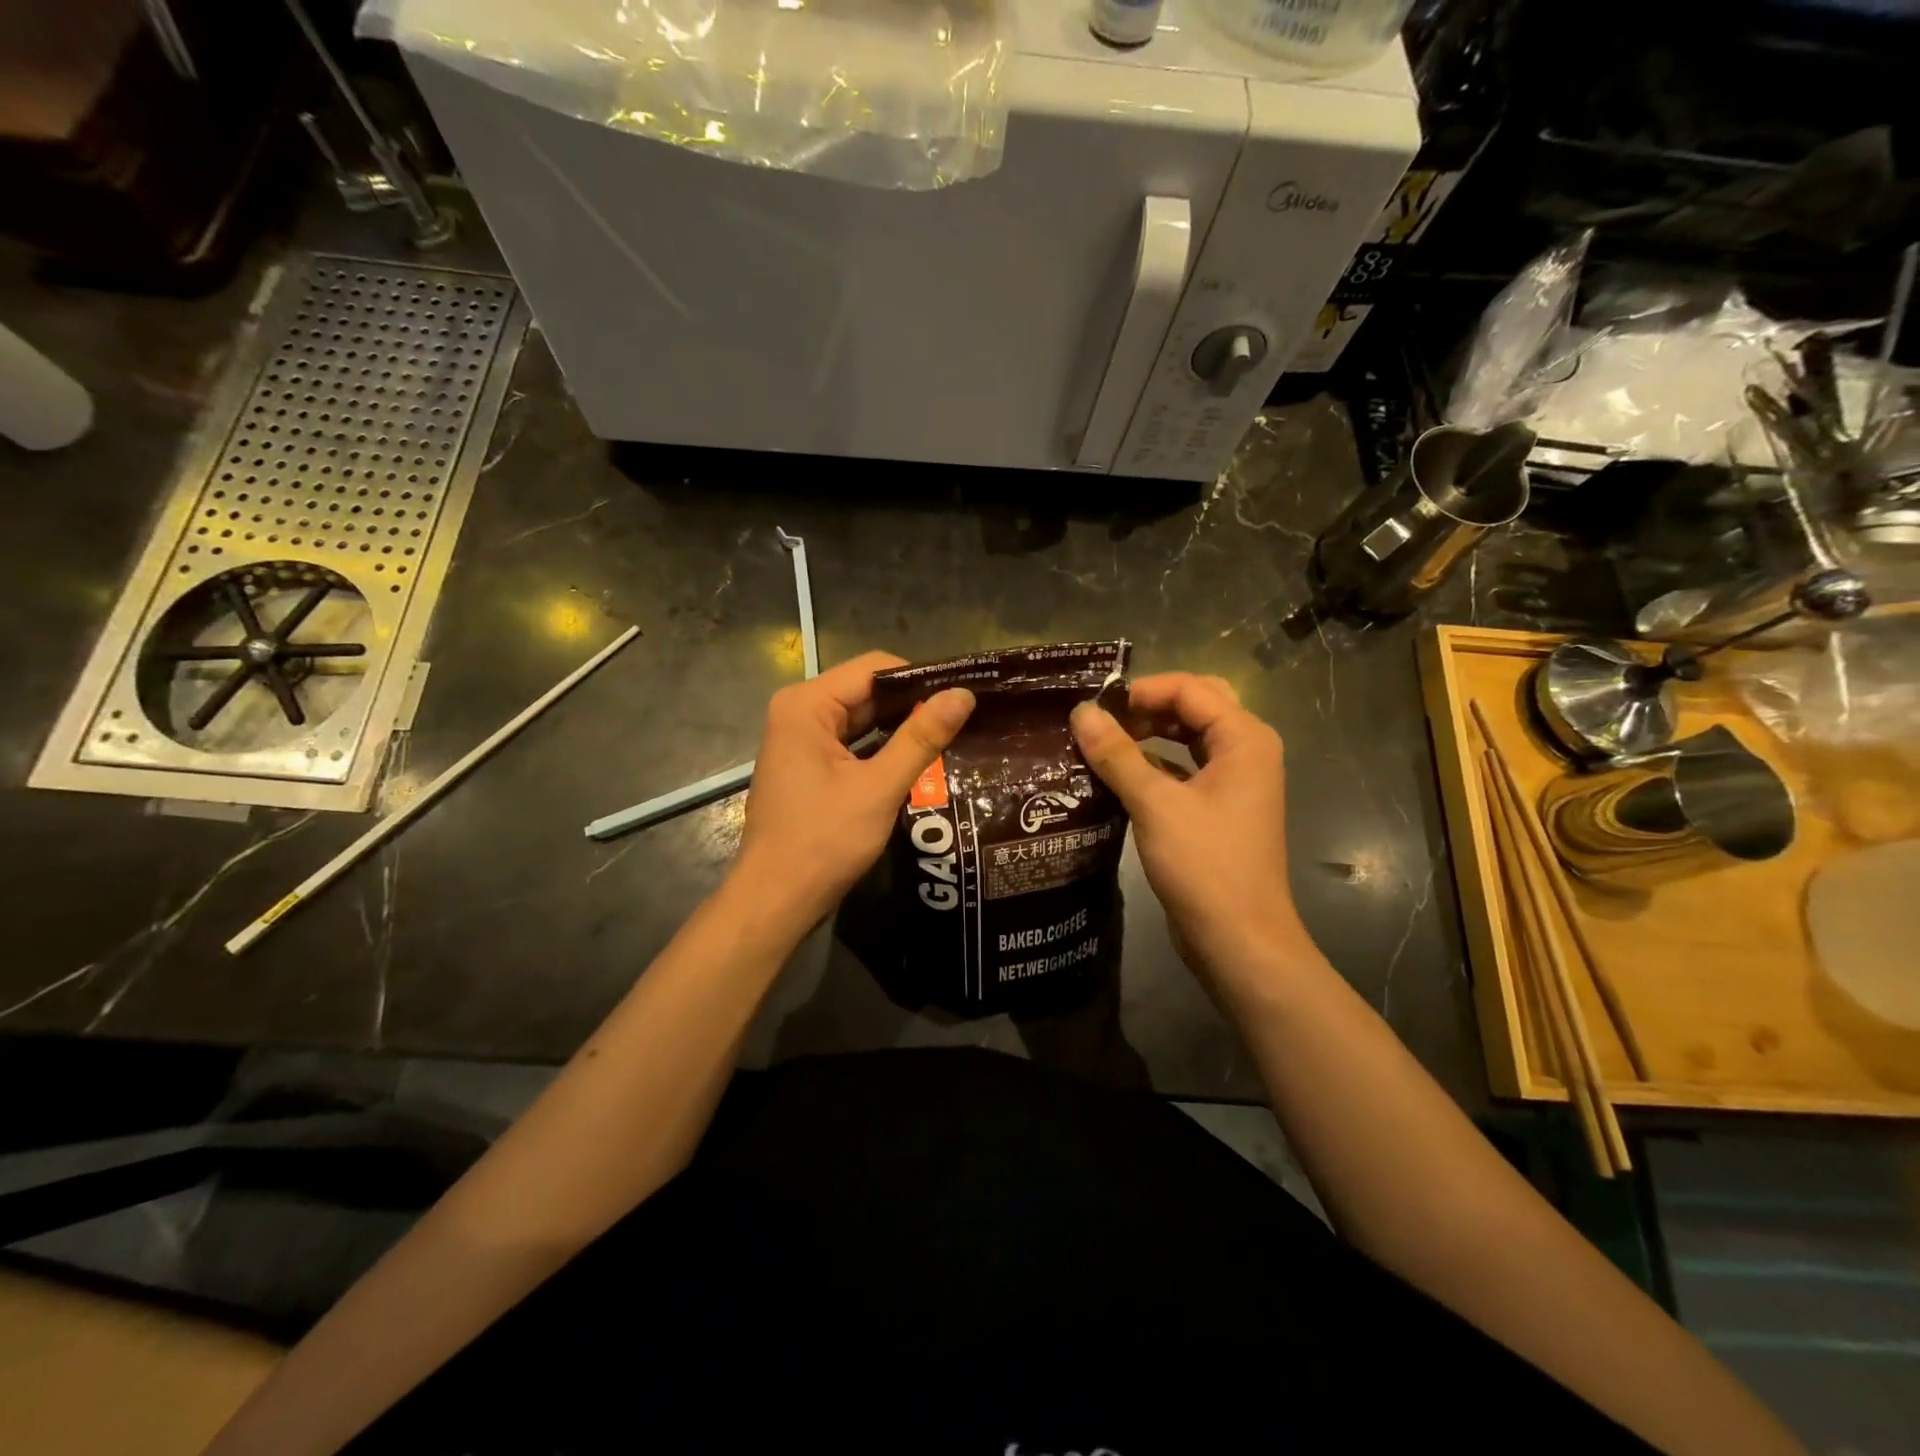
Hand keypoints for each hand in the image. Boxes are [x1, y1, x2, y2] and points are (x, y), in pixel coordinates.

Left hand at [733, 651, 974, 929]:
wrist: (776, 900)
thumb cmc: (824, 842)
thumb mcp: (879, 787)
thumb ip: (921, 738)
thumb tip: (963, 694)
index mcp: (807, 705)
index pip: (874, 668)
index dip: (920, 679)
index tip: (962, 696)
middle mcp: (799, 711)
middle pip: (867, 690)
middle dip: (913, 704)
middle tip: (964, 718)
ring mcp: (800, 739)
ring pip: (862, 717)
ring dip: (901, 727)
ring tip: (951, 735)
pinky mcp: (807, 764)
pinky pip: (852, 741)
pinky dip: (882, 747)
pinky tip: (919, 759)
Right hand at [1070, 674, 1306, 984]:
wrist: (1239, 940)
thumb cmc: (1204, 866)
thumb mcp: (1155, 804)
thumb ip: (1117, 754)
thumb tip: (1081, 712)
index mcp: (1244, 738)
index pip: (1189, 688)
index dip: (1141, 691)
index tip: (1095, 709)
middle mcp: (1246, 751)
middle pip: (1194, 705)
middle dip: (1147, 707)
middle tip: (1102, 723)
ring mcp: (1234, 781)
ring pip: (1189, 737)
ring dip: (1149, 735)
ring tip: (1103, 744)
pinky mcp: (1219, 808)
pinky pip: (1185, 768)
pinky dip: (1155, 764)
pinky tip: (1118, 775)